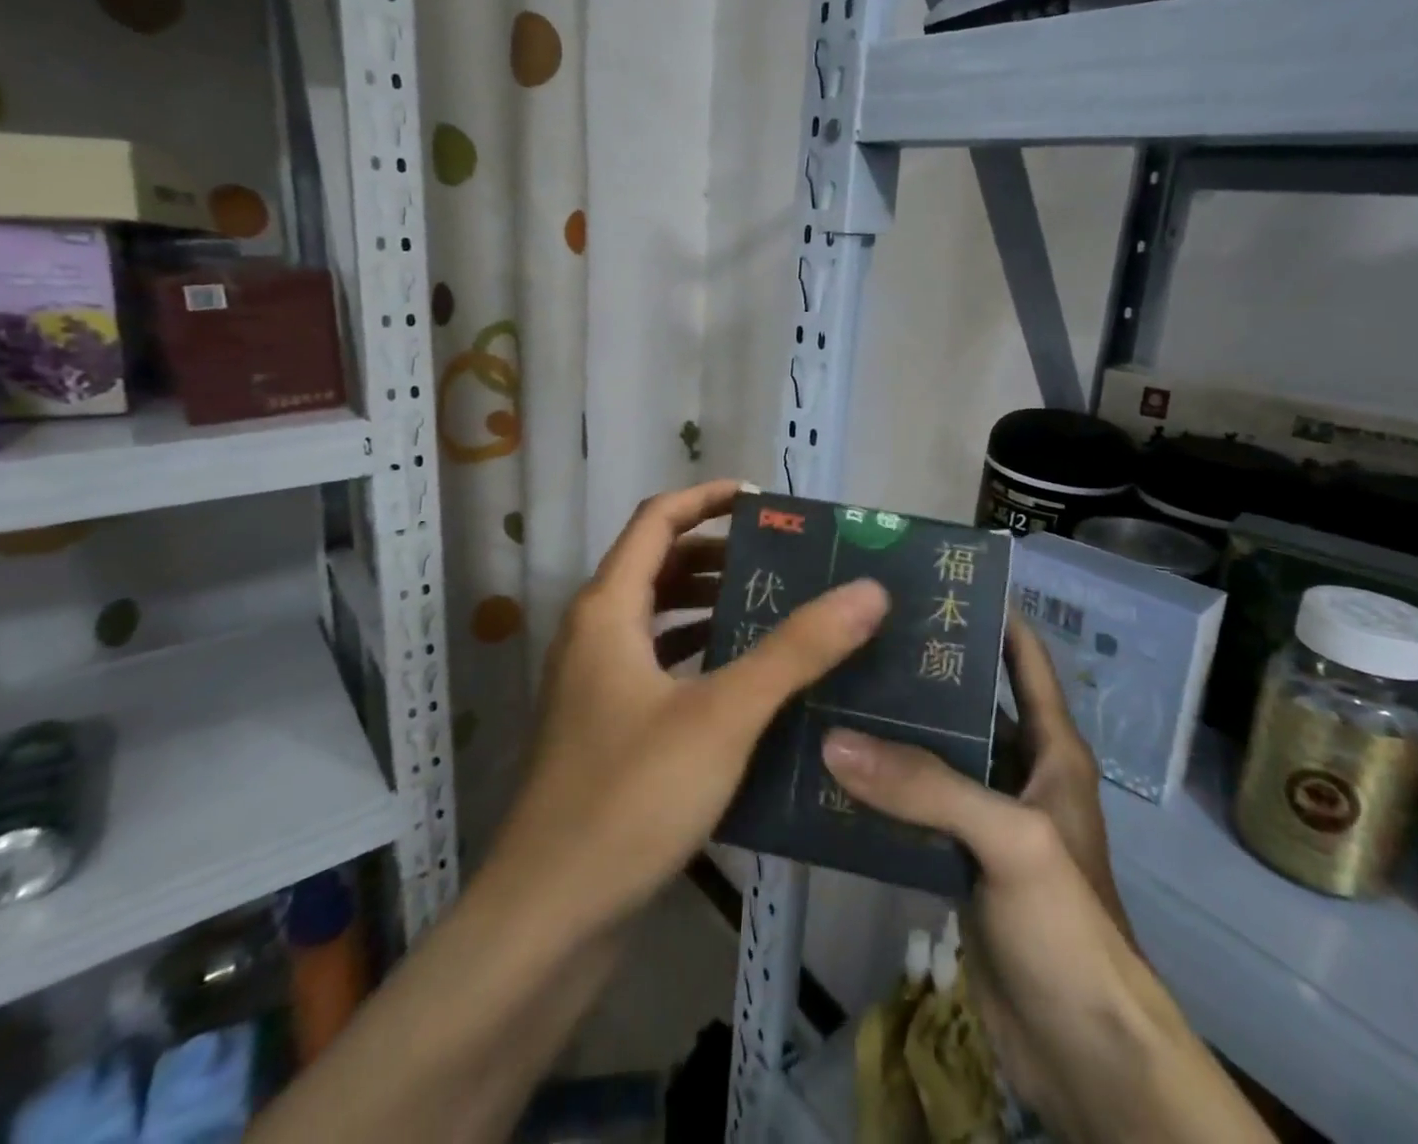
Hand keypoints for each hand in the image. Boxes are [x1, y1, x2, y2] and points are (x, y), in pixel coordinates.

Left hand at [486, 478, 889, 936]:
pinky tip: (746, 681)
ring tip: (773, 610)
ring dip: (710, 604)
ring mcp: (596, 685)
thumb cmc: (630, 797)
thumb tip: (867, 590)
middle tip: (784, 561)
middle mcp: (594, 635)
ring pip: (658, 619)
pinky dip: (699, 654)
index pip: (656, 520)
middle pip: (657, 565)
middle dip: (718, 554)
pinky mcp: (607, 730)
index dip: (707, 498)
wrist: (550, 918)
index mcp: (608, 609)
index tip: (764, 502)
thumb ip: (796, 649)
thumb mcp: (724, 714)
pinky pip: (658, 666)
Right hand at [823, 619, 1271, 1143]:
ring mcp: (986, 818)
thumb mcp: (1009, 840)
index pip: (1025, 660)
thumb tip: (835, 739)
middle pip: (969, 702)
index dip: (994, 615)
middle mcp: (1019, 771)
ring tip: (836, 688)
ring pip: (935, 756)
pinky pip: (915, 807)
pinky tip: (835, 768)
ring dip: (894, 729)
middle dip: (924, 668)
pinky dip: (881, 788)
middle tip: (860, 632)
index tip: (940, 581)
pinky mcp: (958, 860)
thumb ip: (927, 787)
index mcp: (1052, 749)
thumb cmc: (1069, 926)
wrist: (1082, 1055)